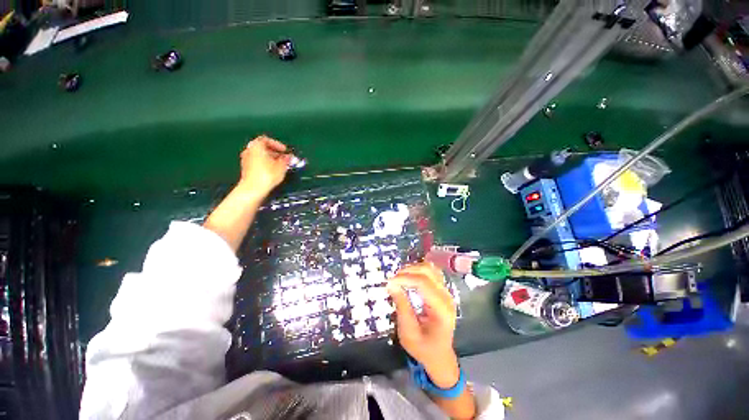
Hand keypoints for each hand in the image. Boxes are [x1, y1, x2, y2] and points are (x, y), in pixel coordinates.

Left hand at [237, 135, 291, 199]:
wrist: (253, 189)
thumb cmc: (268, 174)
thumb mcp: (281, 166)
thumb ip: (286, 159)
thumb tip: (289, 157)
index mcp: (256, 146)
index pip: (266, 140)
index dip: (277, 144)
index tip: (285, 151)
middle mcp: (249, 150)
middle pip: (262, 148)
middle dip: (274, 152)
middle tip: (284, 158)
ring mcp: (245, 160)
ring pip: (260, 155)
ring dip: (270, 159)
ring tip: (280, 166)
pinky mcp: (246, 169)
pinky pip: (257, 162)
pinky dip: (265, 164)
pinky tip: (273, 171)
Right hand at [387, 263, 460, 387]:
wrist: (440, 356)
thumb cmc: (423, 348)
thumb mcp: (408, 333)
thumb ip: (402, 306)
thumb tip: (392, 284)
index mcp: (441, 309)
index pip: (424, 283)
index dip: (405, 278)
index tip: (389, 282)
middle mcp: (447, 297)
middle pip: (428, 271)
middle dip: (408, 271)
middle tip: (393, 280)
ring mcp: (446, 292)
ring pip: (430, 268)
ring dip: (413, 269)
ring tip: (400, 277)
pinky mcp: (442, 290)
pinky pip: (431, 272)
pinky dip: (418, 271)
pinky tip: (409, 277)